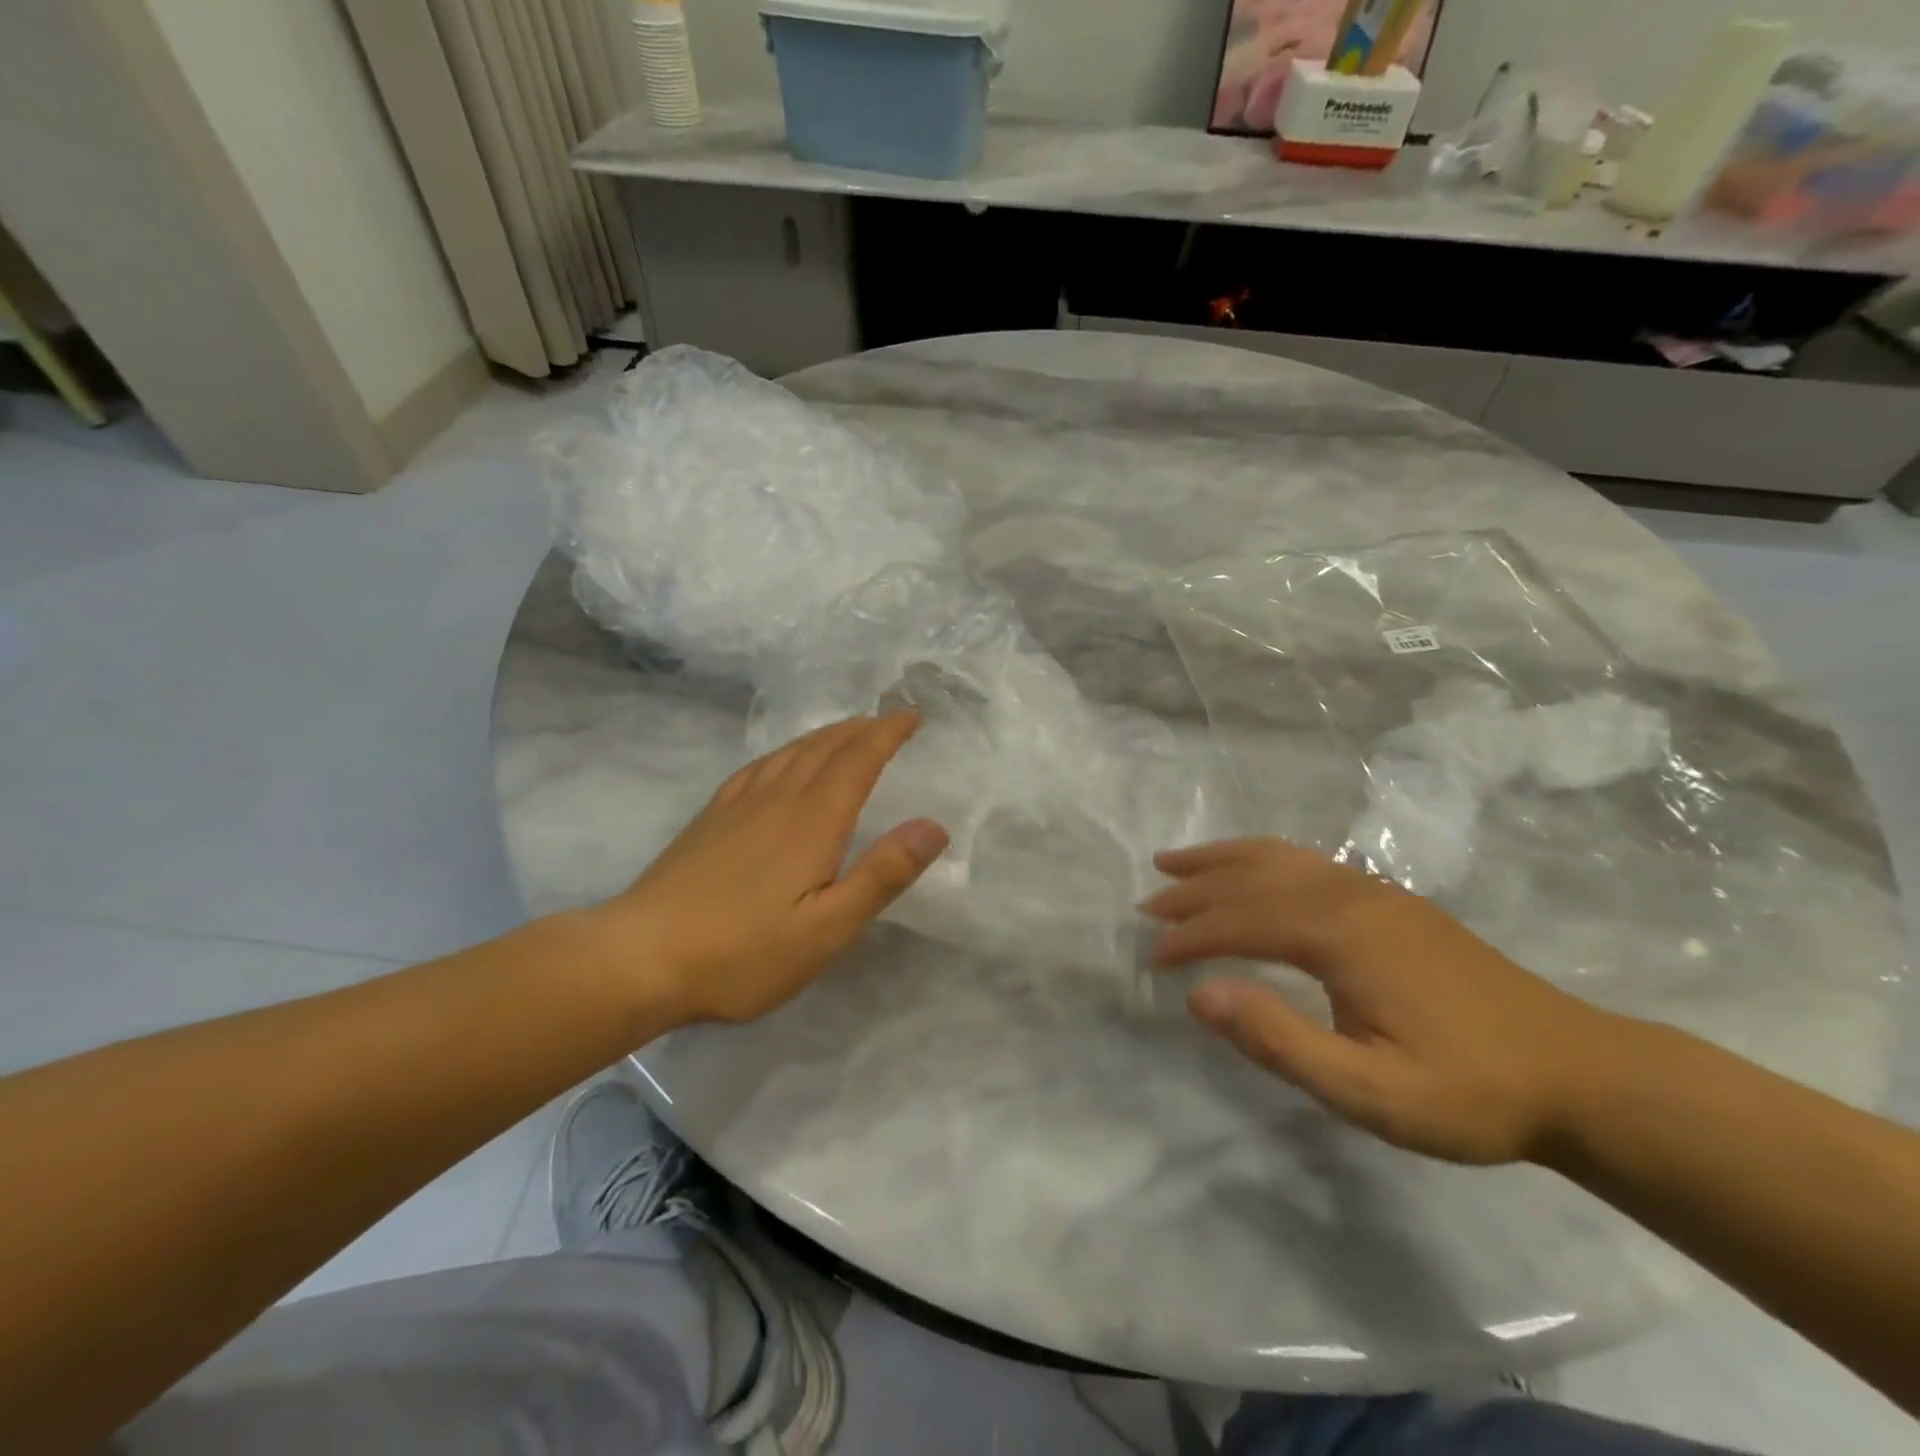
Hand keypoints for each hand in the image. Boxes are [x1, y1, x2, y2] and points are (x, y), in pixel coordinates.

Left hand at [601, 713, 947, 1025]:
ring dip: (826, 735)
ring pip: (791, 752)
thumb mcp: (828, 929)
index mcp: (813, 820)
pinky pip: (757, 767)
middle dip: (861, 729)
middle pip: (825, 748)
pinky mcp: (711, 818)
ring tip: (846, 732)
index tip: (911, 716)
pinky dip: (784, 753)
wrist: (641, 957)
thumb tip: (933, 826)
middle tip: (888, 720)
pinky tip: (781, 762)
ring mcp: (739, 805)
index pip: (858, 760)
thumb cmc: (744, 952)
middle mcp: (778, 799)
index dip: (887, 734)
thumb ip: (882, 874)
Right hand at [1142, 839, 1623, 1164]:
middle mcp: (1350, 895)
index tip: (1153, 959)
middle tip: (1146, 907)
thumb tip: (1200, 994)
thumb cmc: (1470, 1091)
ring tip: (1174, 862)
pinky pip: (1305, 861)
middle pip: (1251, 879)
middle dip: (1193, 891)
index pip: (1240, 921)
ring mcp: (1373, 890)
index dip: (1189, 937)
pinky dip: (1259, 857)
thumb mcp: (1370, 1092)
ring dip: (1220, 860)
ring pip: (1277, 857)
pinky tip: (1250, 869)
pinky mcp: (1389, 900)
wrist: (1579, 1073)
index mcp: (1340, 934)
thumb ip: (1280, 1042)